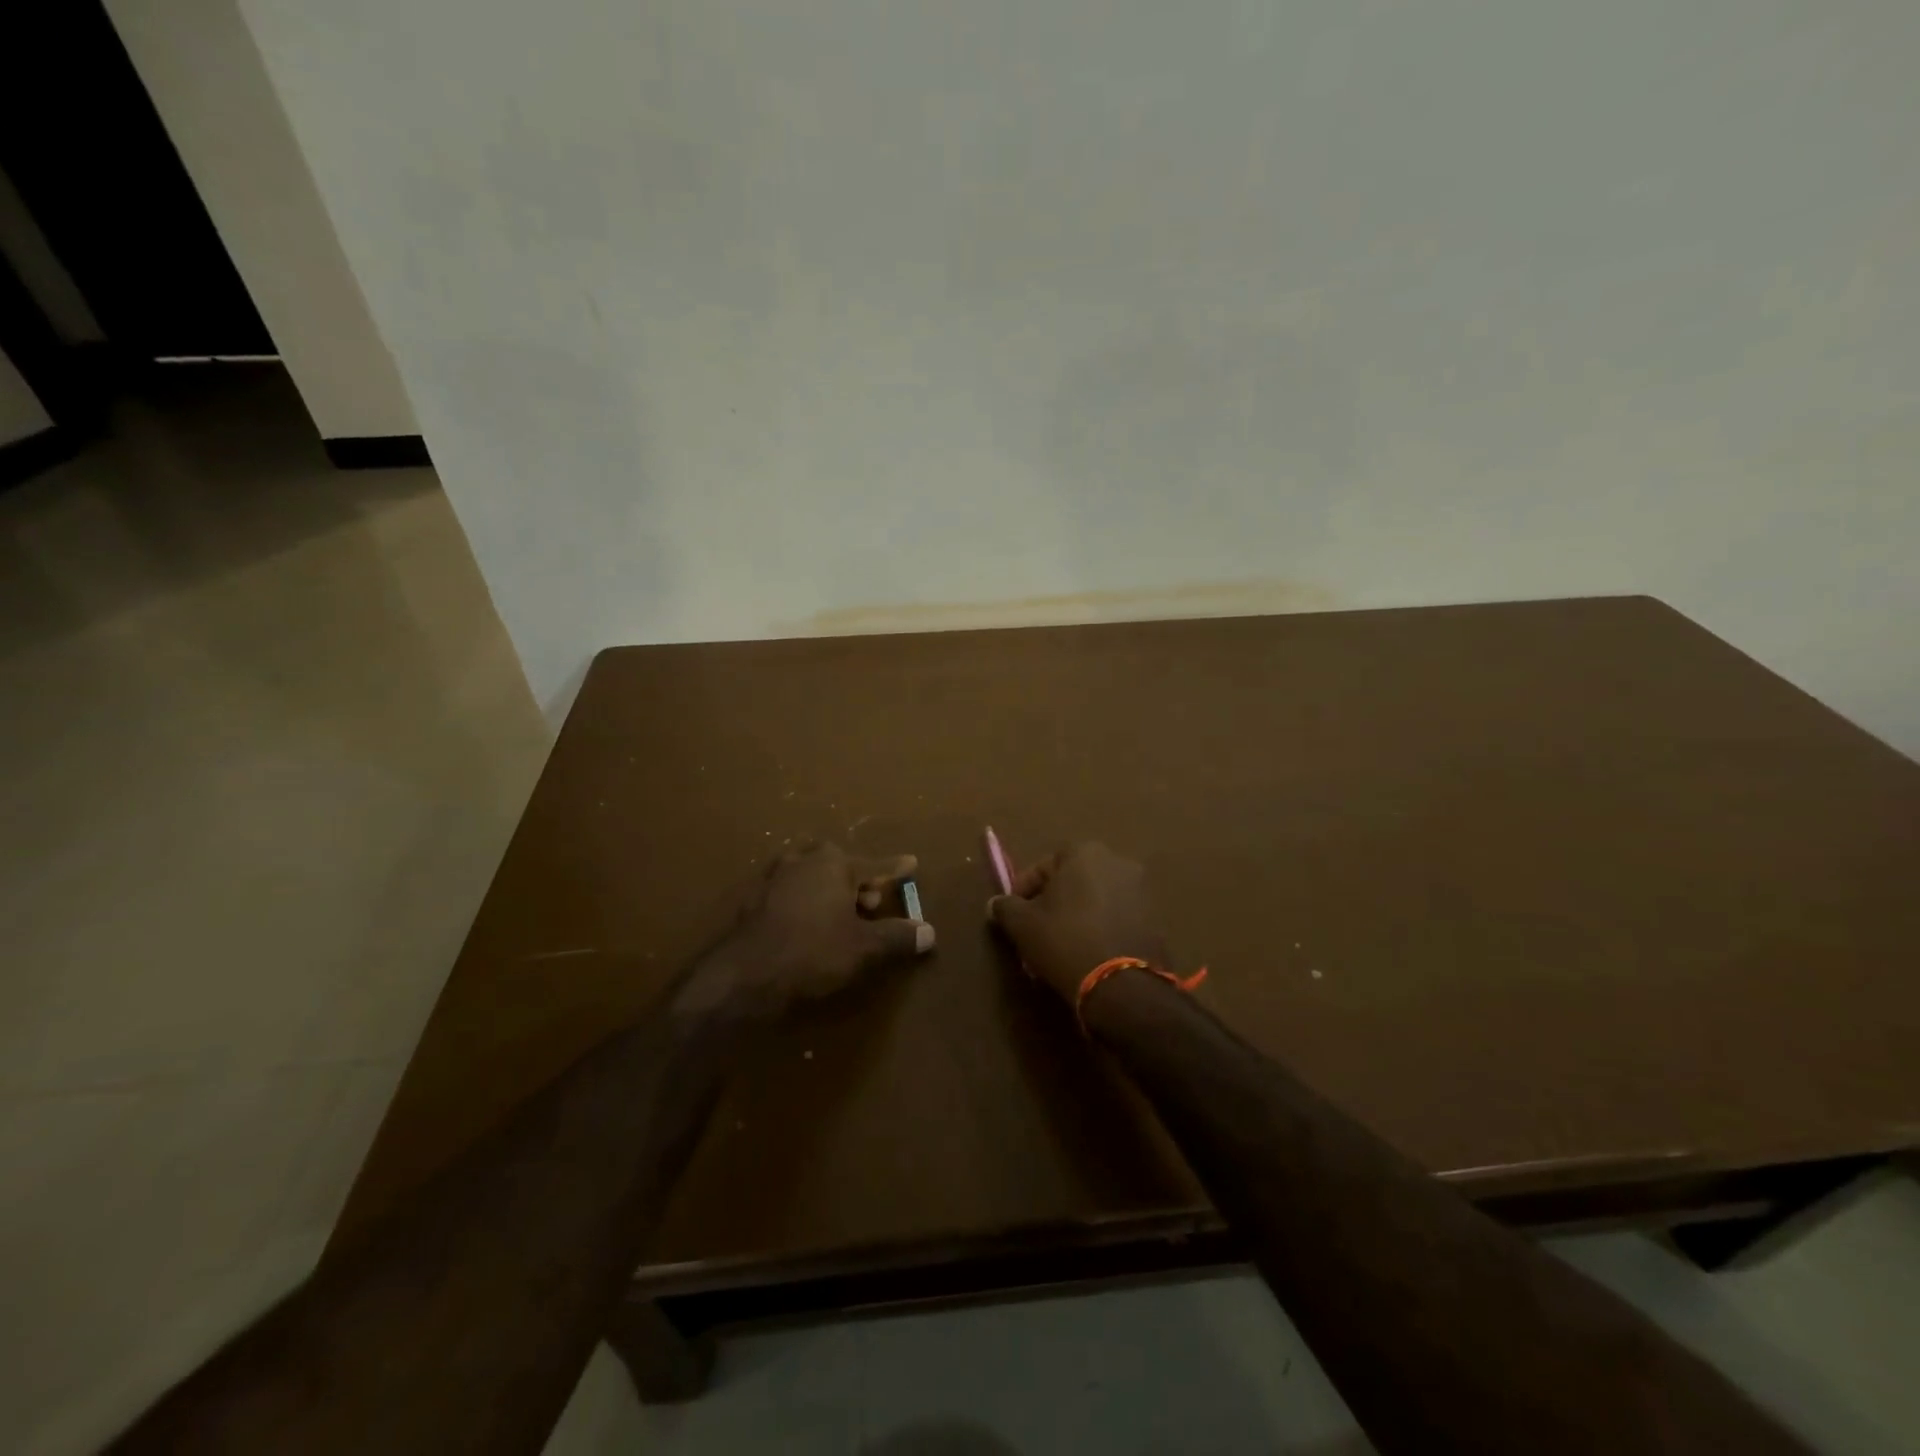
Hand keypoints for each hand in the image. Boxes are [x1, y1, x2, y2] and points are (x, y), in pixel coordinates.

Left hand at [685, 841, 934, 1016]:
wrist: (744, 975)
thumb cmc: (812, 953)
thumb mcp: (863, 948)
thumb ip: (897, 937)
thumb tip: (929, 931)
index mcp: (834, 864)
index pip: (875, 864)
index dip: (895, 868)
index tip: (911, 863)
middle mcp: (804, 860)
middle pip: (840, 864)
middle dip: (858, 880)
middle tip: (872, 902)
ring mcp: (774, 877)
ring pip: (811, 874)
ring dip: (829, 888)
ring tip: (840, 913)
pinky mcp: (754, 899)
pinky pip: (789, 890)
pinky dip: (804, 899)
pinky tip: (806, 921)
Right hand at [986, 841, 1169, 1004]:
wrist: (1122, 985)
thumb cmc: (1065, 941)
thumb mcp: (1023, 925)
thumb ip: (1006, 907)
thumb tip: (995, 903)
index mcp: (1084, 852)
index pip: (1042, 866)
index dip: (1023, 890)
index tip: (1013, 915)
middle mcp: (1117, 861)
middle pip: (1071, 880)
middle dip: (1051, 903)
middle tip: (1035, 931)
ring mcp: (1141, 889)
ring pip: (1094, 899)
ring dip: (1075, 916)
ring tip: (1059, 946)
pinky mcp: (1154, 918)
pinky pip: (1115, 917)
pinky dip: (1099, 928)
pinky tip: (1086, 953)